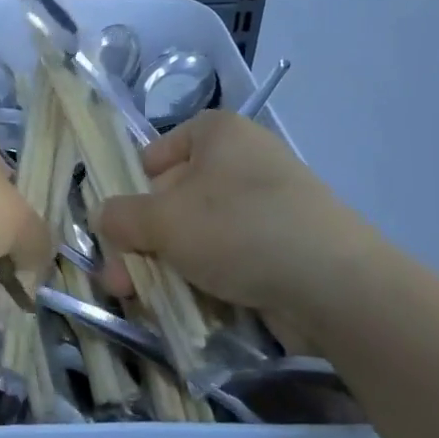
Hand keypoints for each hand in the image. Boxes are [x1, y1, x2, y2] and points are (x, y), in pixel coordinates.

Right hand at [91, 110, 376, 327]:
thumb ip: (121, 216)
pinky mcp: (285, 245)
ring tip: (143, 300)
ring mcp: (268, 204)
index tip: (116, 228)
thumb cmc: (238, 230)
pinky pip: (230, 256)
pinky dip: (205, 277)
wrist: (337, 286)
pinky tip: (186, 304)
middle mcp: (243, 160)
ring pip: (199, 233)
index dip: (130, 190)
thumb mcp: (163, 220)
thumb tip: (101, 216)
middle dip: (141, 242)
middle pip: (173, 200)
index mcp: (217, 133)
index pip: (156, 154)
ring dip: (166, 265)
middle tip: (118, 280)